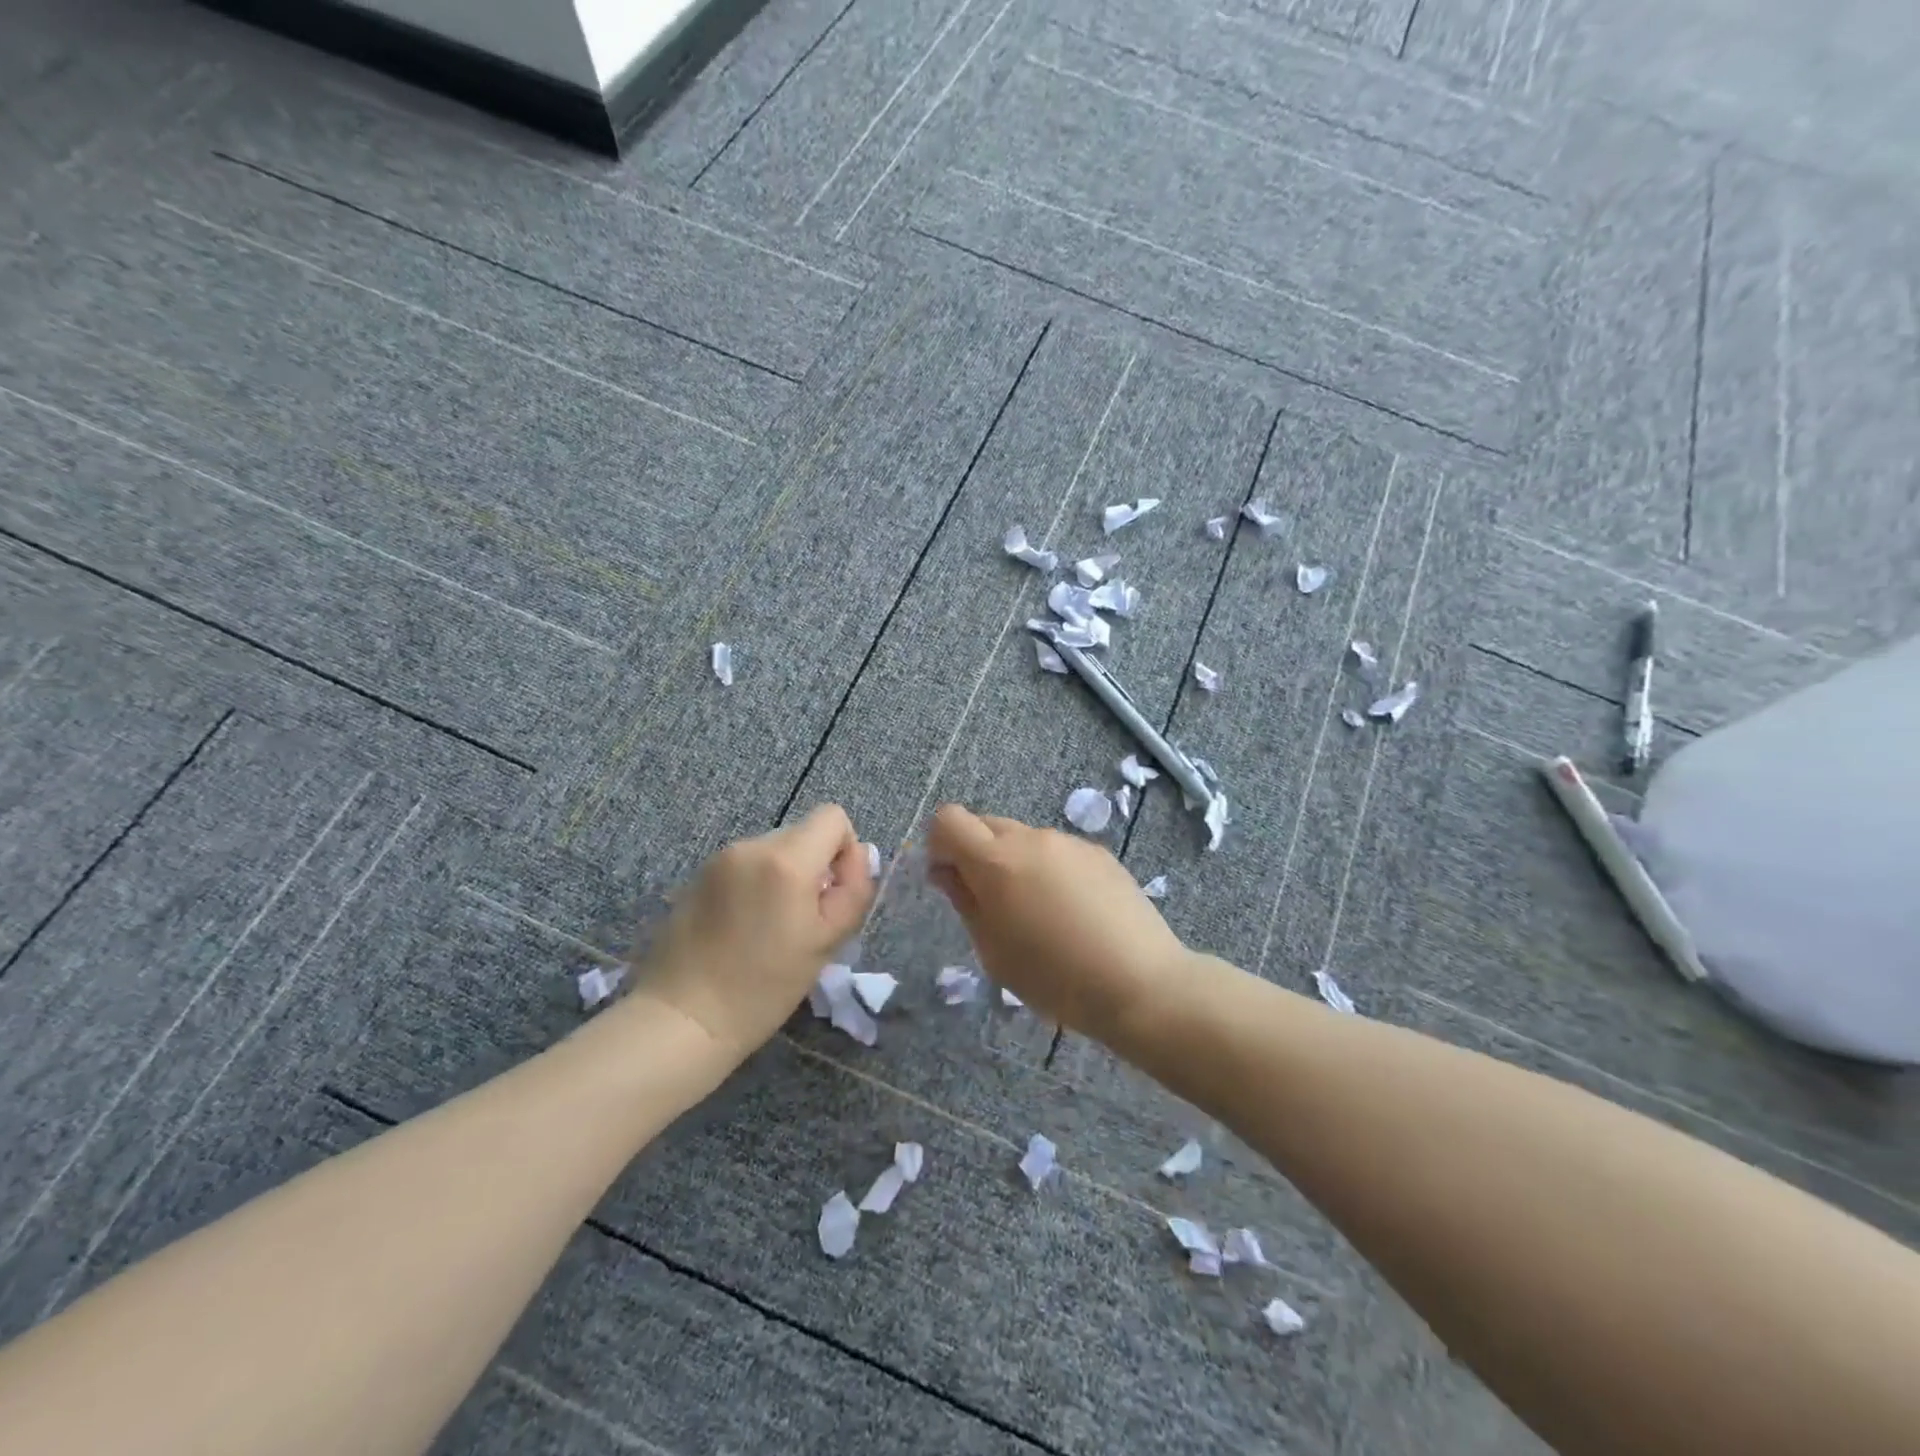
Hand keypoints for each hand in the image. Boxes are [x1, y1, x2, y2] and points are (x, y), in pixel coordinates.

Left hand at [635, 805, 875, 1059]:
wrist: (684, 1018)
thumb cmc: (764, 987)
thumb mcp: (827, 942)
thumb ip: (854, 891)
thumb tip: (862, 855)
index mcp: (786, 859)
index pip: (833, 817)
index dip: (845, 850)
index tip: (834, 893)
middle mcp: (751, 845)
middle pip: (803, 833)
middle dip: (814, 866)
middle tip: (805, 918)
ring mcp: (719, 858)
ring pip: (774, 850)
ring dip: (784, 876)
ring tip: (771, 926)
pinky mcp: (698, 875)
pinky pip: (745, 865)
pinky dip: (756, 884)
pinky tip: (743, 927)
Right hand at [926, 803, 1191, 1040]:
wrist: (1140, 982)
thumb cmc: (1053, 977)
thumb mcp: (993, 949)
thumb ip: (964, 900)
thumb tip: (946, 870)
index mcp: (996, 861)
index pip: (949, 819)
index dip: (939, 843)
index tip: (949, 878)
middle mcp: (1032, 839)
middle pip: (986, 824)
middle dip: (975, 852)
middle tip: (990, 901)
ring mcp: (1069, 842)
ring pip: (1024, 839)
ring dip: (1015, 862)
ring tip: (1038, 913)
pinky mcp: (1099, 853)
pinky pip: (1057, 851)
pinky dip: (1049, 870)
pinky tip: (1072, 912)